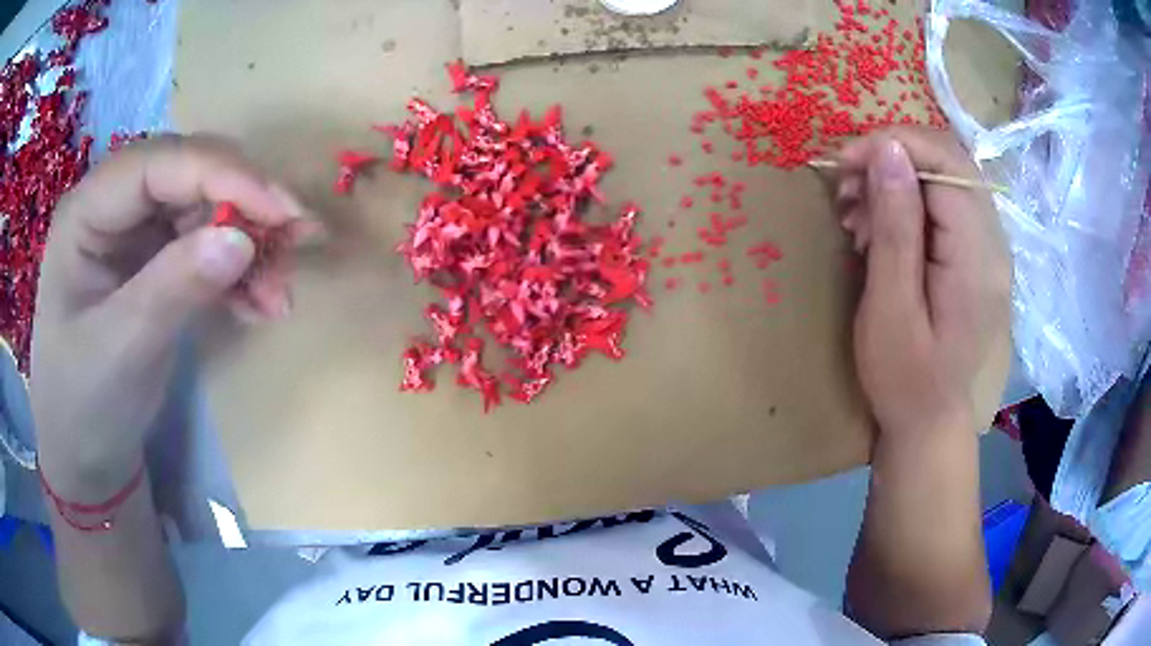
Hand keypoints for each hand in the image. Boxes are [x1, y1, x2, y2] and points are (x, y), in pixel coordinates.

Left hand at [31, 134, 312, 498]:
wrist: (83, 450)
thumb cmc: (83, 403)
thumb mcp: (121, 351)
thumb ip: (172, 289)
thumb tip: (241, 240)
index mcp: (86, 211)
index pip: (160, 164)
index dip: (223, 175)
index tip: (282, 213)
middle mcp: (113, 204)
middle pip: (190, 174)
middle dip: (246, 204)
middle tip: (299, 241)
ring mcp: (135, 230)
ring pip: (207, 207)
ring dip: (250, 242)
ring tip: (280, 293)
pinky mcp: (155, 258)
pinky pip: (208, 244)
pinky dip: (240, 270)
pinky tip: (259, 304)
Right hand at [835, 127, 1010, 437]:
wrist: (930, 424)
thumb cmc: (905, 379)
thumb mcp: (890, 307)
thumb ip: (895, 227)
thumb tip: (887, 150)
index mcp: (978, 255)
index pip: (945, 162)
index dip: (892, 145)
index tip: (845, 165)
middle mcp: (994, 241)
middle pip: (948, 160)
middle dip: (891, 158)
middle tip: (848, 189)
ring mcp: (989, 247)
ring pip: (945, 176)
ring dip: (896, 179)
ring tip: (857, 214)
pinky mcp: (977, 255)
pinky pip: (945, 203)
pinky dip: (907, 201)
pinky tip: (879, 227)